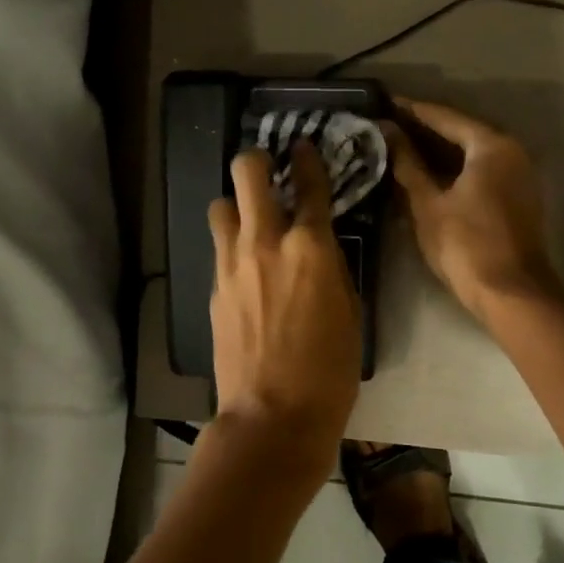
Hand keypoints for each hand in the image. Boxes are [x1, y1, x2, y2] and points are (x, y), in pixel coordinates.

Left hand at [207, 142, 361, 473]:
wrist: (273, 415)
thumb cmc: (329, 369)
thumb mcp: (349, 311)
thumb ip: (331, 267)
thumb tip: (318, 247)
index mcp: (310, 247)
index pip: (309, 184)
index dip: (308, 159)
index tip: (304, 147)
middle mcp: (265, 242)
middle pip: (247, 173)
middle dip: (256, 160)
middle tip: (267, 167)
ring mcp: (232, 264)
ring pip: (221, 206)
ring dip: (236, 204)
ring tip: (250, 220)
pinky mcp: (213, 288)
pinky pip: (219, 248)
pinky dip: (231, 245)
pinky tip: (245, 265)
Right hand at [384, 97, 562, 324]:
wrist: (511, 293)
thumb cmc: (466, 244)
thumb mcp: (428, 203)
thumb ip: (407, 164)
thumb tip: (387, 131)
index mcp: (492, 145)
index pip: (445, 117)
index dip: (411, 110)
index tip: (384, 103)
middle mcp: (511, 152)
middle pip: (461, 132)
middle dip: (424, 130)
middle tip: (387, 125)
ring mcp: (518, 176)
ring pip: (471, 154)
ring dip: (438, 152)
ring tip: (399, 148)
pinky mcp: (517, 198)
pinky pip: (480, 172)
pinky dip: (454, 170)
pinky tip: (426, 176)